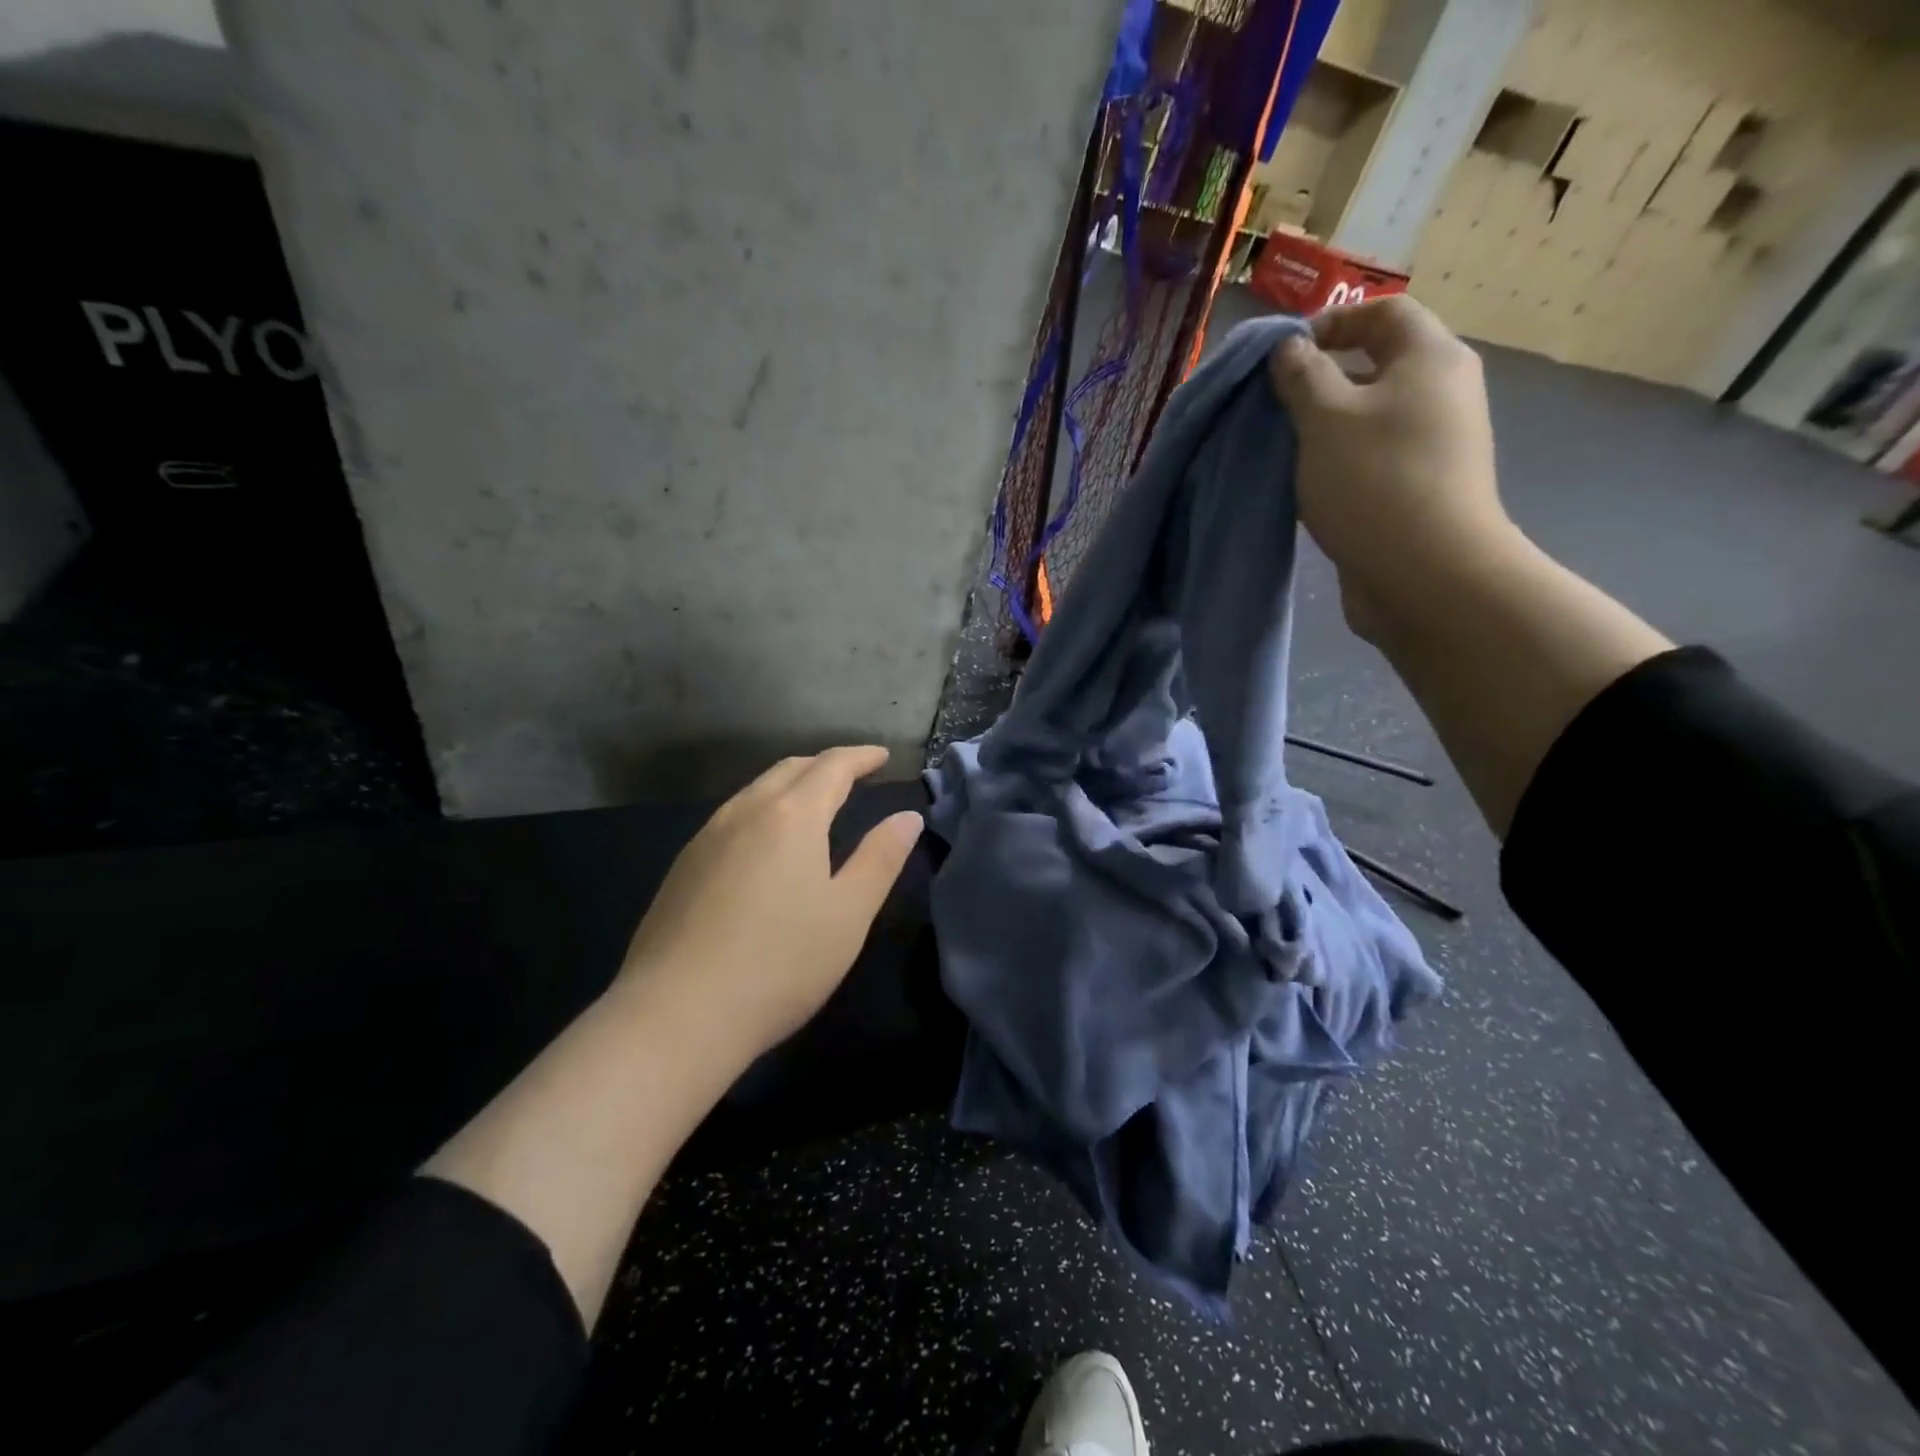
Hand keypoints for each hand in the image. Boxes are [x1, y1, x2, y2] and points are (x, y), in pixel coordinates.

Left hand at [616, 746, 923, 1067]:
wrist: (676, 1015)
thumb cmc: (781, 963)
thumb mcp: (849, 913)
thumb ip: (880, 858)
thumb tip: (907, 817)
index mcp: (791, 815)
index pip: (832, 766)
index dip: (861, 757)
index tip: (883, 756)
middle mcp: (745, 812)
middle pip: (790, 769)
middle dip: (826, 765)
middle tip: (854, 775)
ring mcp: (706, 838)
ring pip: (756, 791)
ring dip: (791, 785)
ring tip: (814, 803)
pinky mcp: (683, 867)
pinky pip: (732, 818)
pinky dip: (762, 811)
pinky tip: (765, 844)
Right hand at [1267, 294, 1516, 638]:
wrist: (1425, 573)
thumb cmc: (1373, 480)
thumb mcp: (1324, 418)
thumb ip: (1302, 376)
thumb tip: (1289, 349)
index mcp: (1429, 357)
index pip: (1383, 311)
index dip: (1330, 322)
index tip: (1282, 356)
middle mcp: (1442, 391)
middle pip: (1376, 364)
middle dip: (1320, 380)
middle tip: (1273, 407)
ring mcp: (1435, 443)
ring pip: (1370, 416)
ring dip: (1324, 427)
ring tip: (1282, 449)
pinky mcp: (1420, 487)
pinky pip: (1372, 457)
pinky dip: (1338, 461)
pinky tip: (1306, 486)